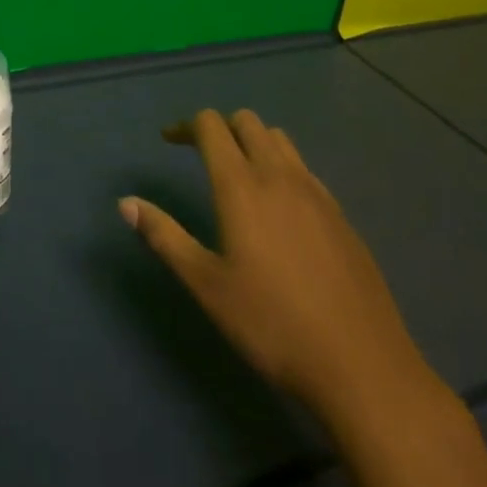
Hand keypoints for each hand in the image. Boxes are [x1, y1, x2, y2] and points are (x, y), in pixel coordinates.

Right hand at [119, 110, 431, 418]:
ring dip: (253, 142)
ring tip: (238, 176)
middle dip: (220, 128)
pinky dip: (282, 167)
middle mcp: (280, 175)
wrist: (360, 364)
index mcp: (241, 186)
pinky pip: (304, 169)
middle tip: (201, 156)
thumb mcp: (206, 284)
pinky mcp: (341, 214)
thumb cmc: (271, 324)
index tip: (169, 142)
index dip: (186, 126)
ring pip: (280, 140)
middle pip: (247, 122)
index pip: (212, 126)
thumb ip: (164, 236)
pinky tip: (279, 210)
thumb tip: (125, 202)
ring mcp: (316, 193)